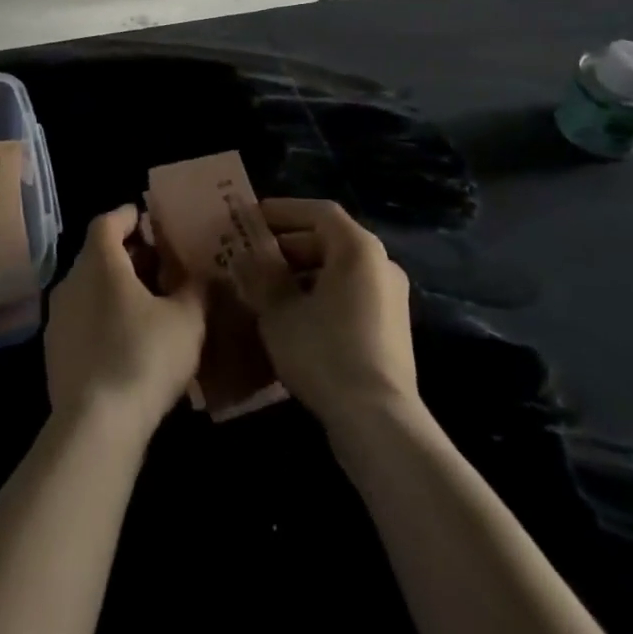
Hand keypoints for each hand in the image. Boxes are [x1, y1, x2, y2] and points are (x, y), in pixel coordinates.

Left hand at [44, 206, 205, 441]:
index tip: (146, 218)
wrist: (95, 426)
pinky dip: (103, 319)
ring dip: (114, 290)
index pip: (107, 222)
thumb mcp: (186, 320)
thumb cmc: (143, 356)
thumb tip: (200, 276)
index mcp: (100, 262)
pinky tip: (127, 342)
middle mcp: (71, 282)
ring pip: (88, 290)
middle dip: (127, 256)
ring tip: (147, 305)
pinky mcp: (54, 354)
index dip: (127, 217)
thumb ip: (195, 290)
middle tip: (157, 264)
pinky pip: (82, 321)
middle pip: (97, 255)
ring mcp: (57, 320)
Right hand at [231, 197, 416, 429]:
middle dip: (287, 246)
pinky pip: (349, 296)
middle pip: (329, 240)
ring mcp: (390, 299)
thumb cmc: (325, 352)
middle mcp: (381, 264)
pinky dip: (319, 296)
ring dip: (301, 274)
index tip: (252, 217)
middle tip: (252, 256)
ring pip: (338, 271)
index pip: (318, 211)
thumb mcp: (279, 312)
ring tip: (264, 288)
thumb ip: (259, 279)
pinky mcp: (390, 330)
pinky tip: (290, 318)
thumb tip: (242, 258)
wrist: (379, 422)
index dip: (283, 210)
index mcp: (358, 248)